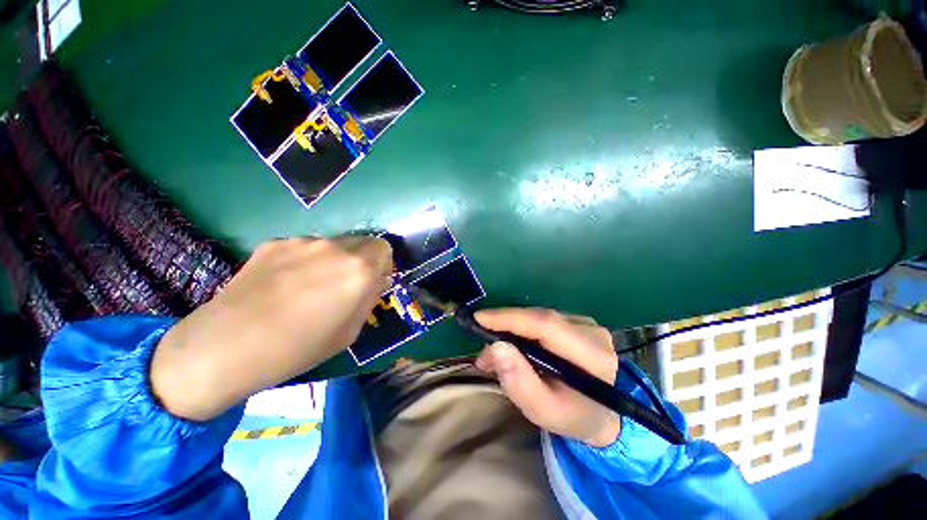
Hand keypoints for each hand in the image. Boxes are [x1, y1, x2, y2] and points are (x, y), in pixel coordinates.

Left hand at [152, 236, 392, 420]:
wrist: (228, 346)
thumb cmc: (300, 348)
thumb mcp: (351, 331)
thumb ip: (370, 297)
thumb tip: (377, 280)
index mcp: (359, 269)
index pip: (384, 248)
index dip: (381, 265)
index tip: (372, 281)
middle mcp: (335, 247)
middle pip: (361, 242)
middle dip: (361, 260)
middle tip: (344, 284)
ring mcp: (302, 242)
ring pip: (332, 244)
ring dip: (333, 259)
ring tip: (310, 286)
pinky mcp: (274, 243)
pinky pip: (304, 247)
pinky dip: (305, 260)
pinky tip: (284, 284)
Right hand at [474, 308, 620, 446]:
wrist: (599, 415)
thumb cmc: (571, 416)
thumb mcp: (542, 411)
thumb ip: (519, 382)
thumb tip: (495, 347)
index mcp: (592, 356)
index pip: (547, 325)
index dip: (511, 318)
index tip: (479, 318)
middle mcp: (592, 332)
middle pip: (541, 318)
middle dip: (506, 325)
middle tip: (482, 344)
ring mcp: (587, 324)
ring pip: (539, 317)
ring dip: (512, 329)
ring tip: (493, 351)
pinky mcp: (579, 322)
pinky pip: (543, 320)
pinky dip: (522, 329)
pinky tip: (512, 345)